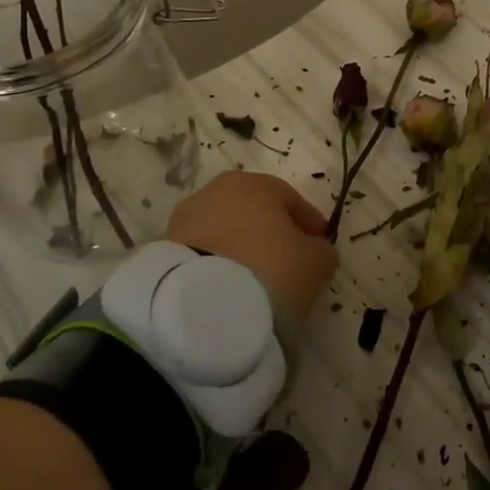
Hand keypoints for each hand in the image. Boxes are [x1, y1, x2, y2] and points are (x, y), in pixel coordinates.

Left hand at [168, 171, 337, 323]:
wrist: (202, 306)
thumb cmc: (269, 269)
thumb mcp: (316, 262)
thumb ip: (322, 250)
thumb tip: (315, 250)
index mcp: (256, 183)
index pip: (292, 200)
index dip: (310, 225)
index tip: (320, 249)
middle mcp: (217, 190)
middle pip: (256, 213)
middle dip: (272, 235)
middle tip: (287, 265)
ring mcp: (187, 218)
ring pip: (227, 232)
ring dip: (242, 250)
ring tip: (255, 282)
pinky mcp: (167, 249)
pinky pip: (206, 253)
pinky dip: (220, 265)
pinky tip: (230, 288)